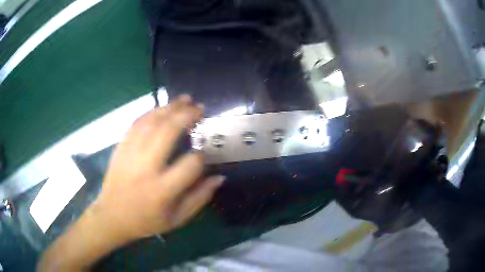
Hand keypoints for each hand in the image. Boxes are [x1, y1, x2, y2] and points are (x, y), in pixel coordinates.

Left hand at [91, 95, 224, 242]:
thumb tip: (219, 177)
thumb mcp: (177, 219)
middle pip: (168, 132)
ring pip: (151, 122)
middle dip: (187, 116)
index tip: (204, 155)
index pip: (190, 165)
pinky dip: (151, 112)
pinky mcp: (120, 147)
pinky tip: (162, 108)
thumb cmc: (146, 221)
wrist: (111, 216)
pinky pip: (136, 123)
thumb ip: (199, 198)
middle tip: (200, 108)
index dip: (202, 157)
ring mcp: (130, 154)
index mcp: (162, 191)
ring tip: (185, 99)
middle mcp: (146, 168)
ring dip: (170, 107)